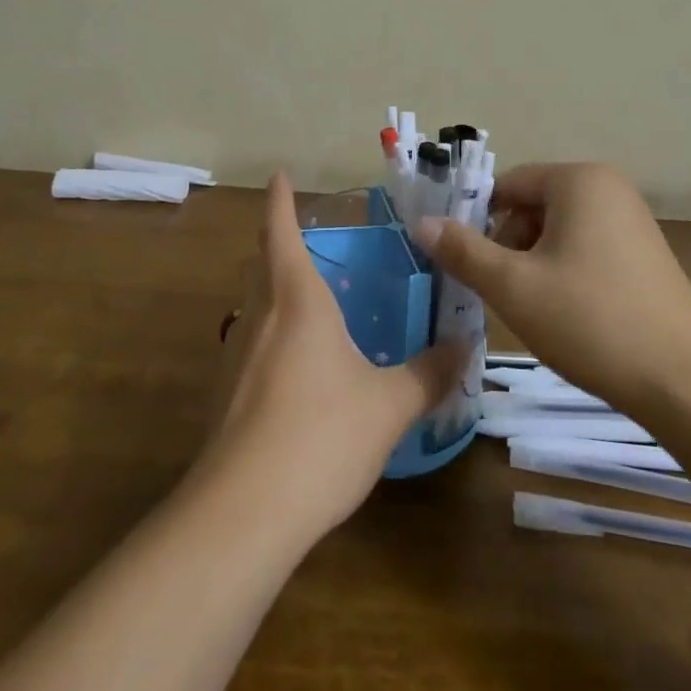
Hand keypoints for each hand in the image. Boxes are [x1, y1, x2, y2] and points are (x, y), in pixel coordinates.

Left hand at [199, 173, 463, 537]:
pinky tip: (298, 369)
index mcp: (297, 301)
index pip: (280, 233)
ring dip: (276, 292)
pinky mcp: (225, 396)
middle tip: (308, 240)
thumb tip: (464, 347)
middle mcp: (260, 317)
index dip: (279, 201)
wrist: (241, 515)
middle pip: (263, 265)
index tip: (279, 175)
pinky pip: (253, 346)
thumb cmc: (320, 437)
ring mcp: (236, 357)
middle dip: (278, 244)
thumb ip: (429, 373)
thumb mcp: (389, 406)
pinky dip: (273, 337)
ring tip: (311, 302)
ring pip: (255, 307)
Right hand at [412, 163, 690, 419]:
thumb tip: (421, 222)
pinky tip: (568, 314)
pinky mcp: (644, 254)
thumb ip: (463, 250)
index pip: (508, 184)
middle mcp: (608, 188)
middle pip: (533, 205)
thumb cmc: (591, 321)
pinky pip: (586, 247)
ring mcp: (632, 220)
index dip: (478, 221)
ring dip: (534, 263)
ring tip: (534, 309)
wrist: (685, 381)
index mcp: (579, 180)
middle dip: (509, 245)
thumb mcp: (514, 286)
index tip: (465, 263)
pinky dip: (564, 272)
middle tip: (502, 292)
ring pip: (558, 230)